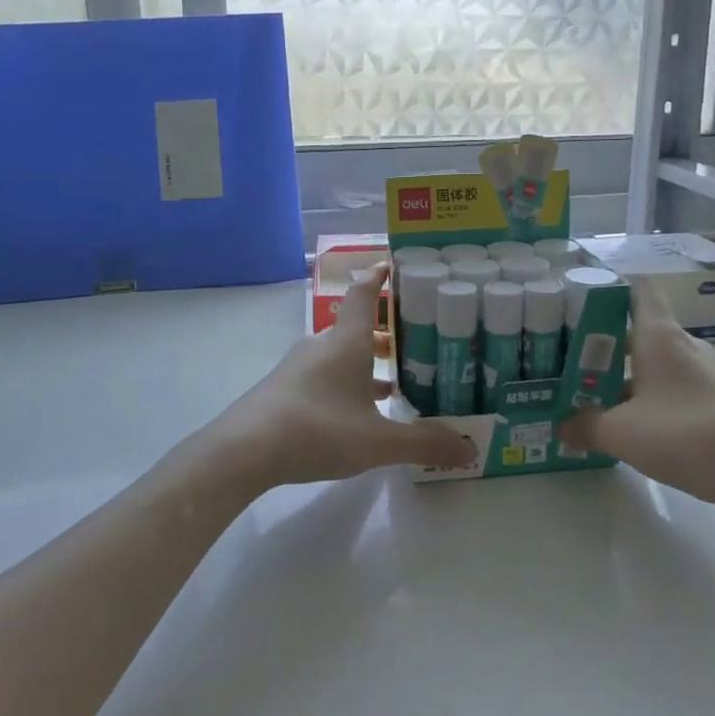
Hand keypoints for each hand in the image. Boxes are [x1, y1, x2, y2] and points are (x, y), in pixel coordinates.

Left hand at [210, 263, 478, 487]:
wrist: (245, 449)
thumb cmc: (318, 430)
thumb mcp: (378, 441)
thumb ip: (424, 443)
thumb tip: (469, 447)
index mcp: (347, 342)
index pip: (365, 294)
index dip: (379, 277)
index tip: (394, 266)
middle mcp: (322, 345)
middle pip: (355, 326)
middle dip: (384, 331)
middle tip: (413, 341)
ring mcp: (298, 366)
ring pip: (339, 353)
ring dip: (365, 361)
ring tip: (392, 381)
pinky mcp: (284, 389)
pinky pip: (323, 374)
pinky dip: (345, 382)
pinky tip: (355, 412)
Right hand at [557, 279, 714, 518]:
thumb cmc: (685, 435)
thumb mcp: (621, 433)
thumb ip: (585, 425)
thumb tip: (561, 425)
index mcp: (659, 336)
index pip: (637, 289)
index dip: (608, 287)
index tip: (576, 298)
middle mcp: (682, 345)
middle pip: (637, 329)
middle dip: (602, 342)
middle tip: (566, 357)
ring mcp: (702, 372)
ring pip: (652, 361)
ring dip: (622, 373)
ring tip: (589, 392)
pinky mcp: (714, 398)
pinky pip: (669, 385)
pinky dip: (645, 395)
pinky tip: (626, 421)